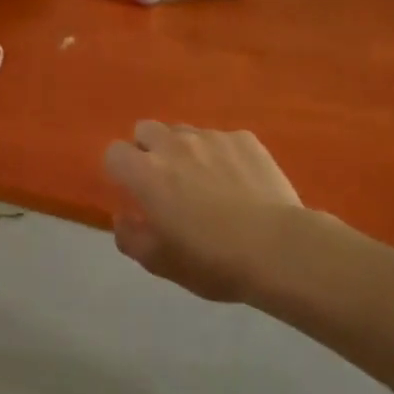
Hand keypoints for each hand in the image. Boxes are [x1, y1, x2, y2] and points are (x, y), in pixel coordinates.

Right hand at [103, 122, 314, 303]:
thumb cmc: (213, 260)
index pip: (114, 152)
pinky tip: (239, 182)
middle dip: (148, 150)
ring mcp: (211, 137)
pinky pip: (221, 139)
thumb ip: (131, 238)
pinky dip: (221, 154)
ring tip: (205, 180)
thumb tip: (123, 218)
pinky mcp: (244, 138)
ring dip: (184, 150)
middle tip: (165, 182)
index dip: (120, 171)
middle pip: (145, 130)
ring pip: (184, 131)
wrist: (279, 248)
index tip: (134, 192)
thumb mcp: (162, 263)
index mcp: (146, 173)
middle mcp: (173, 144)